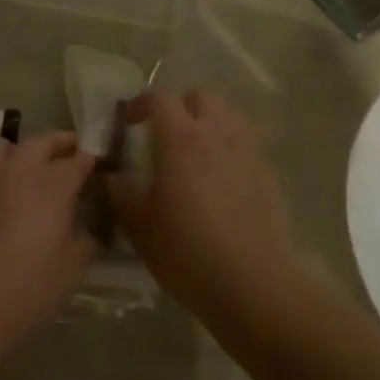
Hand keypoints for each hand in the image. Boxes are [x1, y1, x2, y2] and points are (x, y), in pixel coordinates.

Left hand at [0, 132, 98, 354]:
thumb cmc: (23, 294)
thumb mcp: (70, 274)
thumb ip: (82, 244)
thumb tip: (84, 232)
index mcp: (50, 186)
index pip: (77, 162)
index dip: (88, 162)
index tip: (93, 165)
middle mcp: (15, 170)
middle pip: (40, 142)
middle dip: (58, 143)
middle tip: (67, 149)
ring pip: (0, 148)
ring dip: (17, 153)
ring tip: (22, 168)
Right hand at [104, 88, 304, 316]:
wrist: (252, 284)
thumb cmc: (187, 253)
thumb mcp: (139, 227)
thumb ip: (120, 194)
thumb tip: (110, 175)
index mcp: (180, 140)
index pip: (161, 97)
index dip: (141, 103)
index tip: (129, 123)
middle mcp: (217, 134)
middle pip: (202, 95)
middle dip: (182, 105)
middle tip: (167, 132)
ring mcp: (248, 152)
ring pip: (232, 115)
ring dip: (212, 121)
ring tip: (200, 149)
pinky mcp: (269, 174)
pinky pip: (250, 145)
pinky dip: (234, 149)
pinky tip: (225, 179)